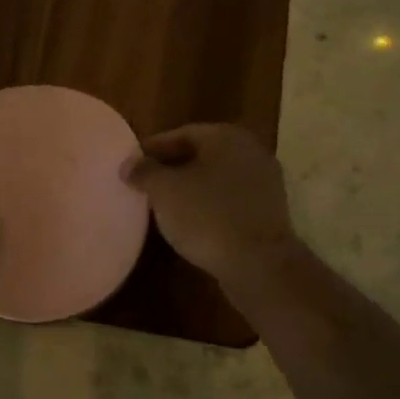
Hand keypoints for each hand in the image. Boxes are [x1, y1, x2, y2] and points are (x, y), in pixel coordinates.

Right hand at [125, 124, 298, 285]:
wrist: (259, 264)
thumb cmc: (207, 216)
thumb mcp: (164, 190)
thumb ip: (144, 171)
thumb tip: (129, 164)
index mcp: (226, 137)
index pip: (182, 134)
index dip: (153, 148)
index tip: (132, 164)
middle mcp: (250, 151)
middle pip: (201, 155)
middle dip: (172, 168)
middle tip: (146, 184)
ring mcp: (265, 182)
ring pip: (217, 178)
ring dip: (191, 188)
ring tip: (164, 206)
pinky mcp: (269, 212)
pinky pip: (230, 200)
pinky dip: (210, 206)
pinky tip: (192, 223)